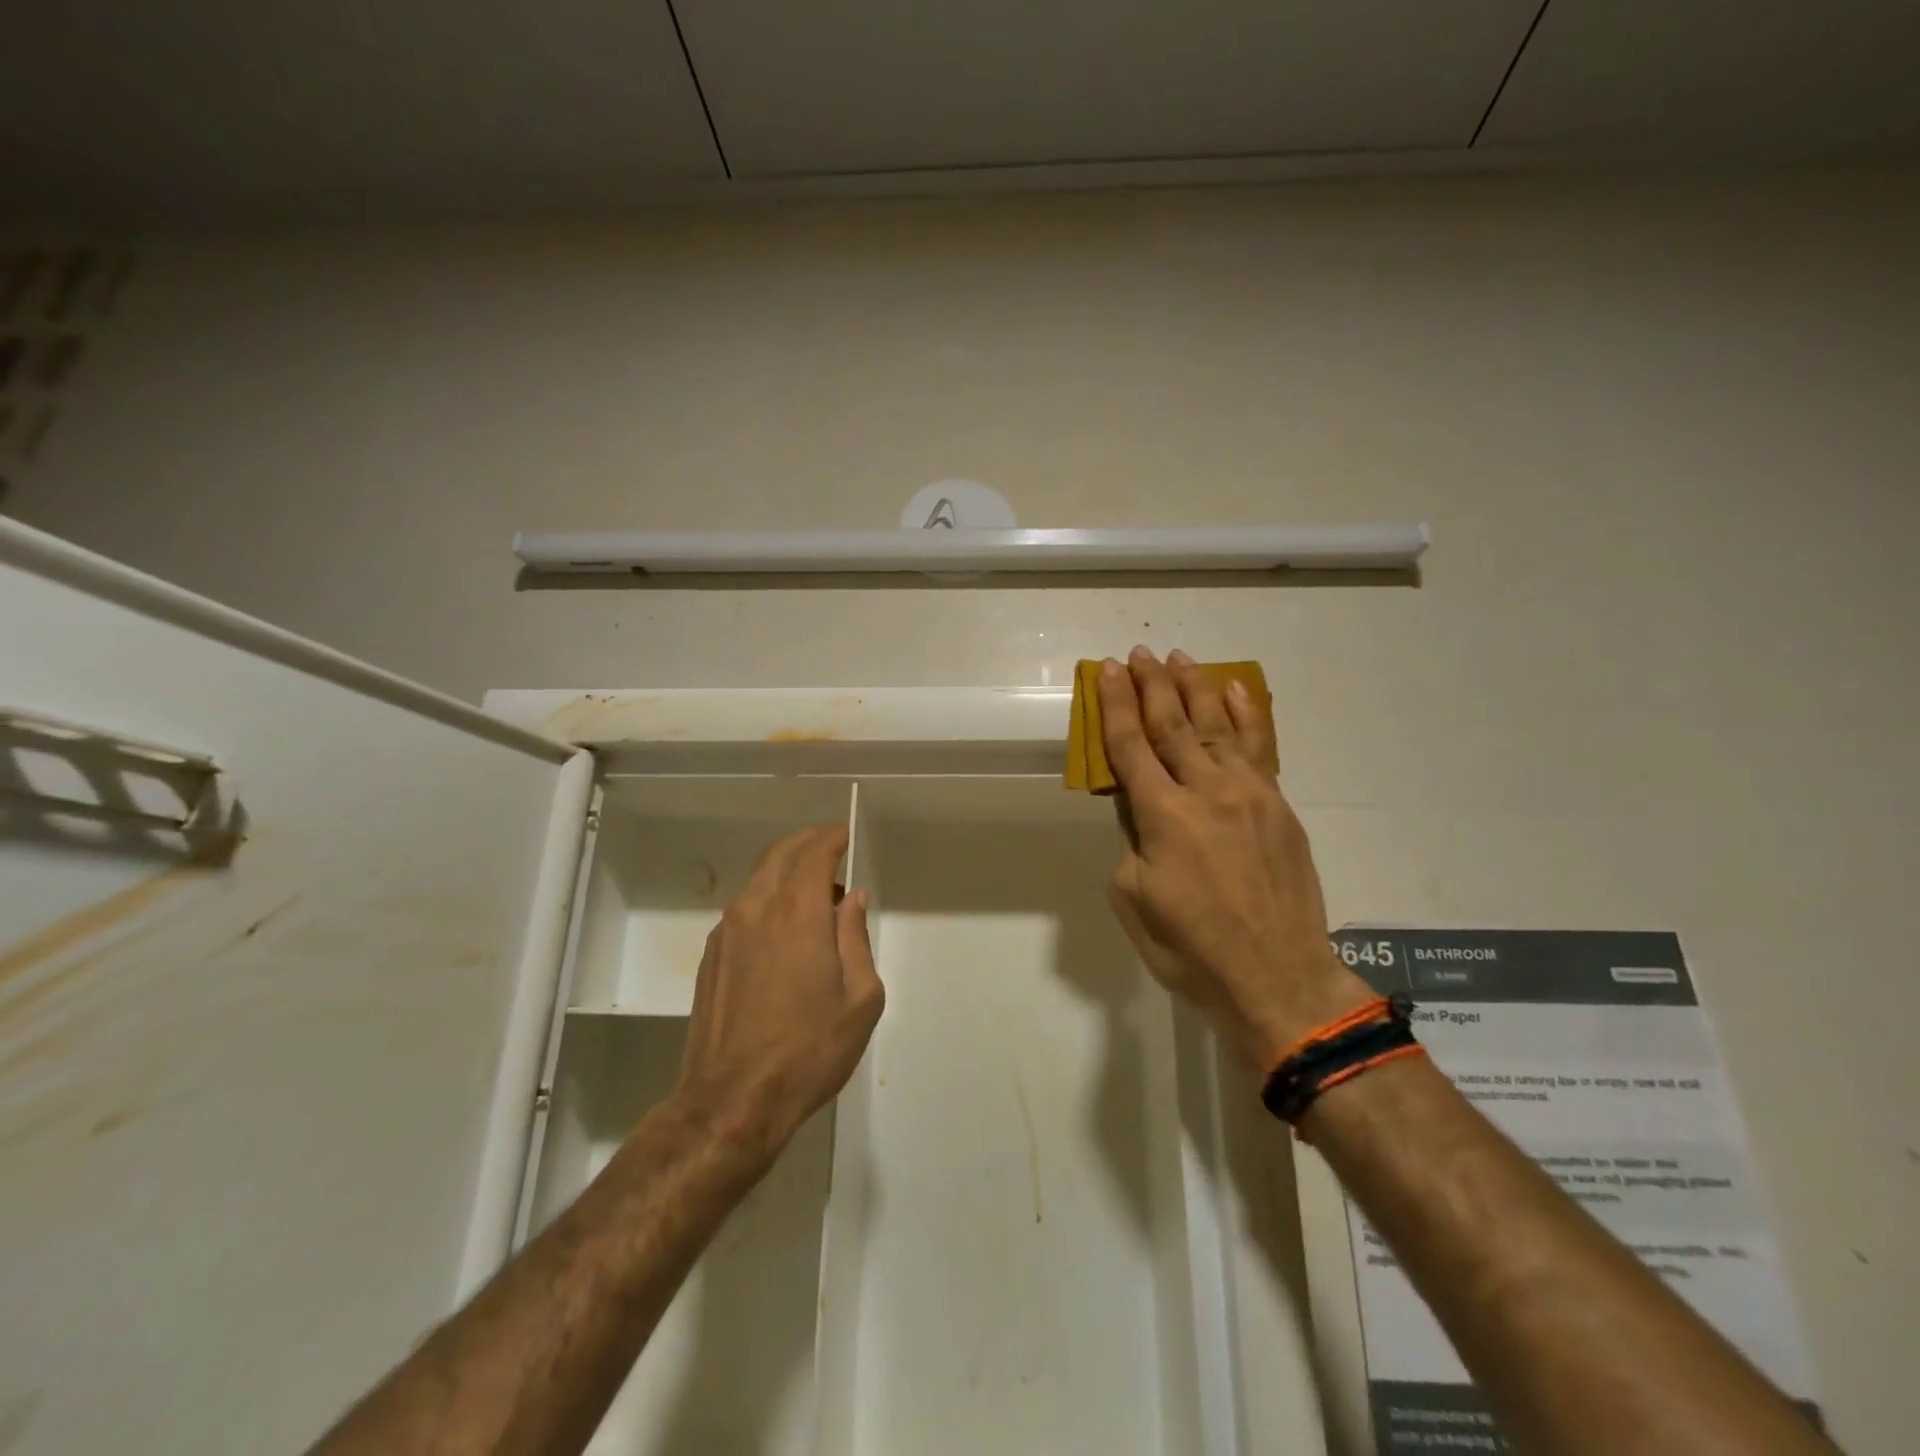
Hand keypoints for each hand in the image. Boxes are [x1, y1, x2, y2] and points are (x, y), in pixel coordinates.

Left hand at [675, 825, 883, 1157]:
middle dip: (806, 843)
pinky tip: (783, 929)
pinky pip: (743, 910)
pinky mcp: (711, 957)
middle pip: (779, 855)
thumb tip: (851, 900)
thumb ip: (856, 938)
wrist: (734, 1100)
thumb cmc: (810, 1048)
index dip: (830, 838)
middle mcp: (757, 909)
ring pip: (758, 881)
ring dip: (786, 872)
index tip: (844, 837)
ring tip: (814, 893)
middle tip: (829, 847)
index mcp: (797, 912)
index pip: (812, 853)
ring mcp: (727, 933)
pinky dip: (767, 899)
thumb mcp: (860, 997)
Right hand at [1099, 647, 1370, 1073]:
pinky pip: (1261, 747)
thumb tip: (1137, 806)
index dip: (1115, 705)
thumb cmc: (1191, 947)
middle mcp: (1206, 792)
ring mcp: (1249, 794)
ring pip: (1216, 726)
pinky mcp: (1278, 805)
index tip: (1107, 671)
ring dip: (1195, 687)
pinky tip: (1235, 690)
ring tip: (1180, 658)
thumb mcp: (1134, 899)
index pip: (1130, 746)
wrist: (1276, 975)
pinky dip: (1247, 715)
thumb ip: (1131, 842)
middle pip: (1172, 724)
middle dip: (1152, 685)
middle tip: (1139, 654)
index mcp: (1163, 816)